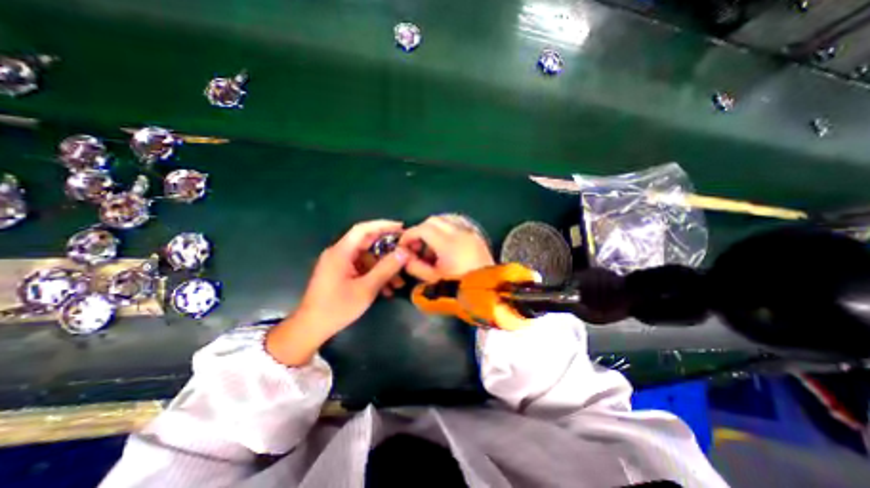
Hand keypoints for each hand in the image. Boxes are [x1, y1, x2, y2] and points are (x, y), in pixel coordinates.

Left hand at [268, 221, 410, 365]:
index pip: (363, 229)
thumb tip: (404, 252)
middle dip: (387, 250)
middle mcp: (339, 254)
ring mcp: (339, 264)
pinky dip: (375, 276)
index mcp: (341, 252)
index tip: (401, 227)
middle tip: (405, 253)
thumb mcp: (366, 288)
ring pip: (367, 259)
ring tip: (399, 283)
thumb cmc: (337, 308)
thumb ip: (386, 268)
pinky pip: (362, 269)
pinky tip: (387, 290)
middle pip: (367, 244)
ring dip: (383, 268)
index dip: (382, 225)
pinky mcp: (341, 274)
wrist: (311, 328)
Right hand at [397, 214, 492, 281]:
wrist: (487, 292)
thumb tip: (404, 255)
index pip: (422, 229)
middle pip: (433, 220)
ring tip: (430, 250)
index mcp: (448, 242)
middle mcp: (459, 232)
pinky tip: (444, 248)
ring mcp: (469, 233)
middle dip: (420, 231)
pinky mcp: (476, 236)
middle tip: (416, 247)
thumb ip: (414, 266)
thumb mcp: (433, 279)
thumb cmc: (458, 287)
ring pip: (445, 221)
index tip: (403, 246)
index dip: (409, 235)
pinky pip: (456, 226)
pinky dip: (445, 232)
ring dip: (433, 231)